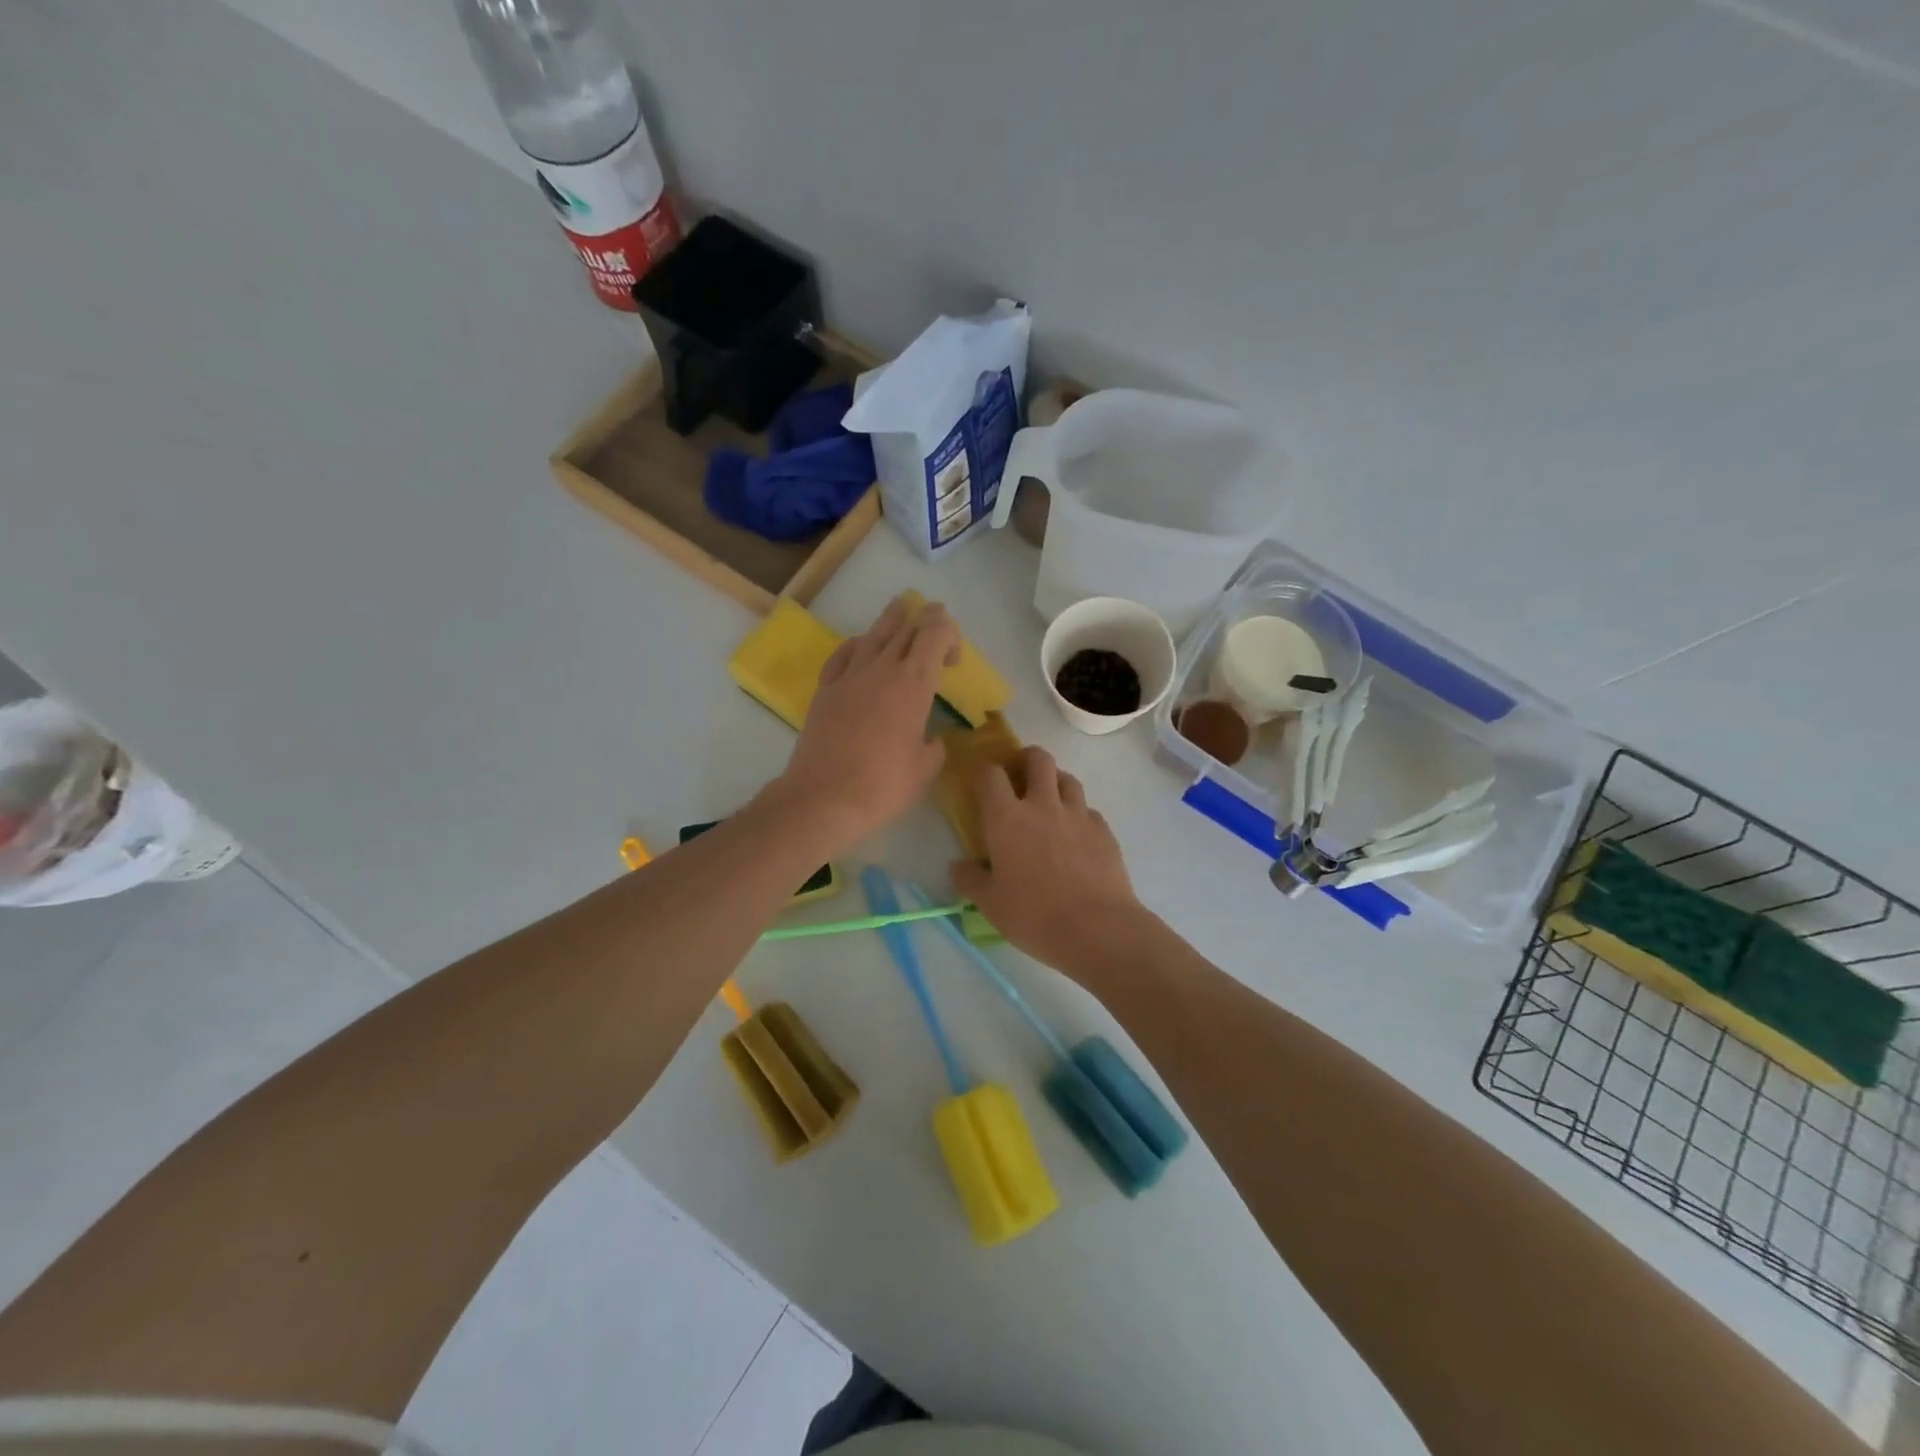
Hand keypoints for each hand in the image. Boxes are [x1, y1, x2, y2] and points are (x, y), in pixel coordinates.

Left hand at [766, 594, 959, 852]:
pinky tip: (861, 646)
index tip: (954, 661)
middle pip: (907, 627)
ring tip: (900, 607)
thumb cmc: (883, 785)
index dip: (950, 634)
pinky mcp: (826, 689)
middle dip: (926, 618)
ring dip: (892, 619)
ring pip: (874, 634)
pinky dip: (859, 644)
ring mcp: (849, 676)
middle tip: (935, 616)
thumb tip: (930, 739)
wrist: (823, 797)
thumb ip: (934, 746)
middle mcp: (882, 669)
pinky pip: (844, 654)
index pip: (935, 635)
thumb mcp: (925, 769)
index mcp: (913, 684)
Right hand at [950, 747, 1153, 982]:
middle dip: (1026, 759)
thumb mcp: (991, 904)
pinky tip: (1076, 835)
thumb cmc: (1034, 916)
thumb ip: (970, 880)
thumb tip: (958, 867)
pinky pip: (1089, 810)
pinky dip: (1079, 814)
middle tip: (1020, 777)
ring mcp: (1078, 815)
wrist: (1097, 929)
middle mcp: (1043, 806)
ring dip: (1056, 782)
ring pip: (1068, 778)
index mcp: (1007, 819)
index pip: (990, 775)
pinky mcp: (1104, 831)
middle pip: (1038, 759)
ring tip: (1050, 802)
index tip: (983, 784)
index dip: (984, 773)